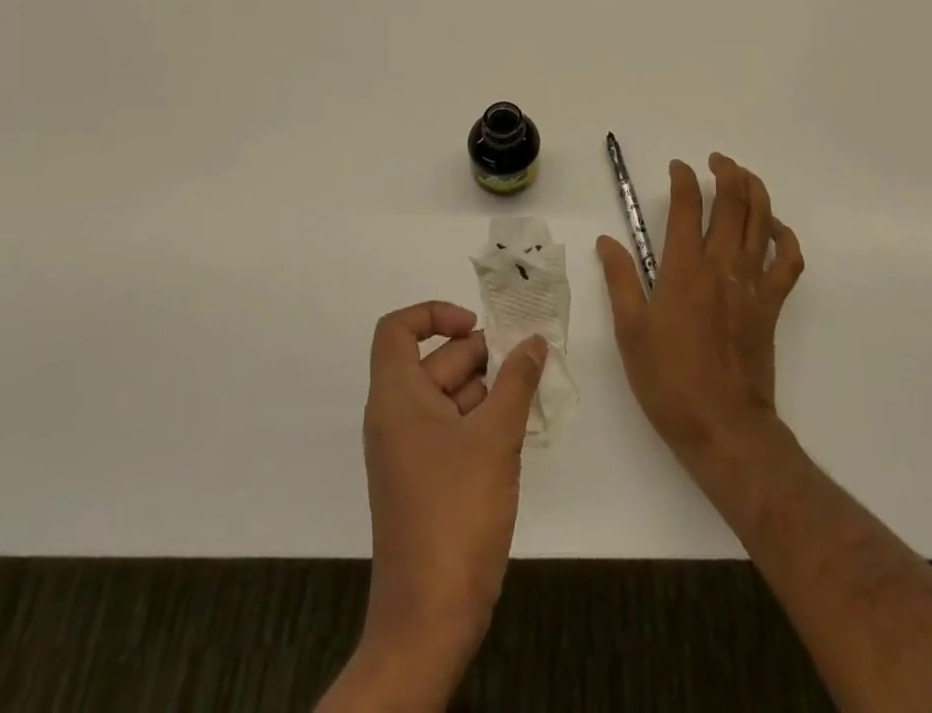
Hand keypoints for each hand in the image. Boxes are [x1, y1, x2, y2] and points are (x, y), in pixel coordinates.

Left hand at [353, 301, 546, 696]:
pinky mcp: (426, 478)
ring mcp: (410, 450)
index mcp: (397, 397)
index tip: (476, 326)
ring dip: (490, 390)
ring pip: (450, 396)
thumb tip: (534, 342)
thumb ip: (517, 381)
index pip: (397, 329)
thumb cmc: (456, 512)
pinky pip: (453, 428)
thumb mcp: (496, 438)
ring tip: (531, 395)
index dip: (434, 314)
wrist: (430, 617)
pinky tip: (519, 431)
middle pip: (436, 361)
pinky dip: (483, 421)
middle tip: (529, 361)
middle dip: (482, 356)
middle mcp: (397, 416)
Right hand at [598, 154, 803, 464]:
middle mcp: (722, 266)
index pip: (687, 206)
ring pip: (763, 221)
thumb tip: (607, 241)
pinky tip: (775, 229)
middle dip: (726, 172)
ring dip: (755, 191)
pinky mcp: (772, 304)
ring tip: (743, 176)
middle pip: (733, 203)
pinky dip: (785, 238)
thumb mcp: (630, 330)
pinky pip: (789, 262)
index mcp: (684, 269)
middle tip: (715, 161)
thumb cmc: (668, 380)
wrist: (723, 427)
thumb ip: (620, 279)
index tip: (678, 167)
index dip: (683, 179)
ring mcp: (752, 283)